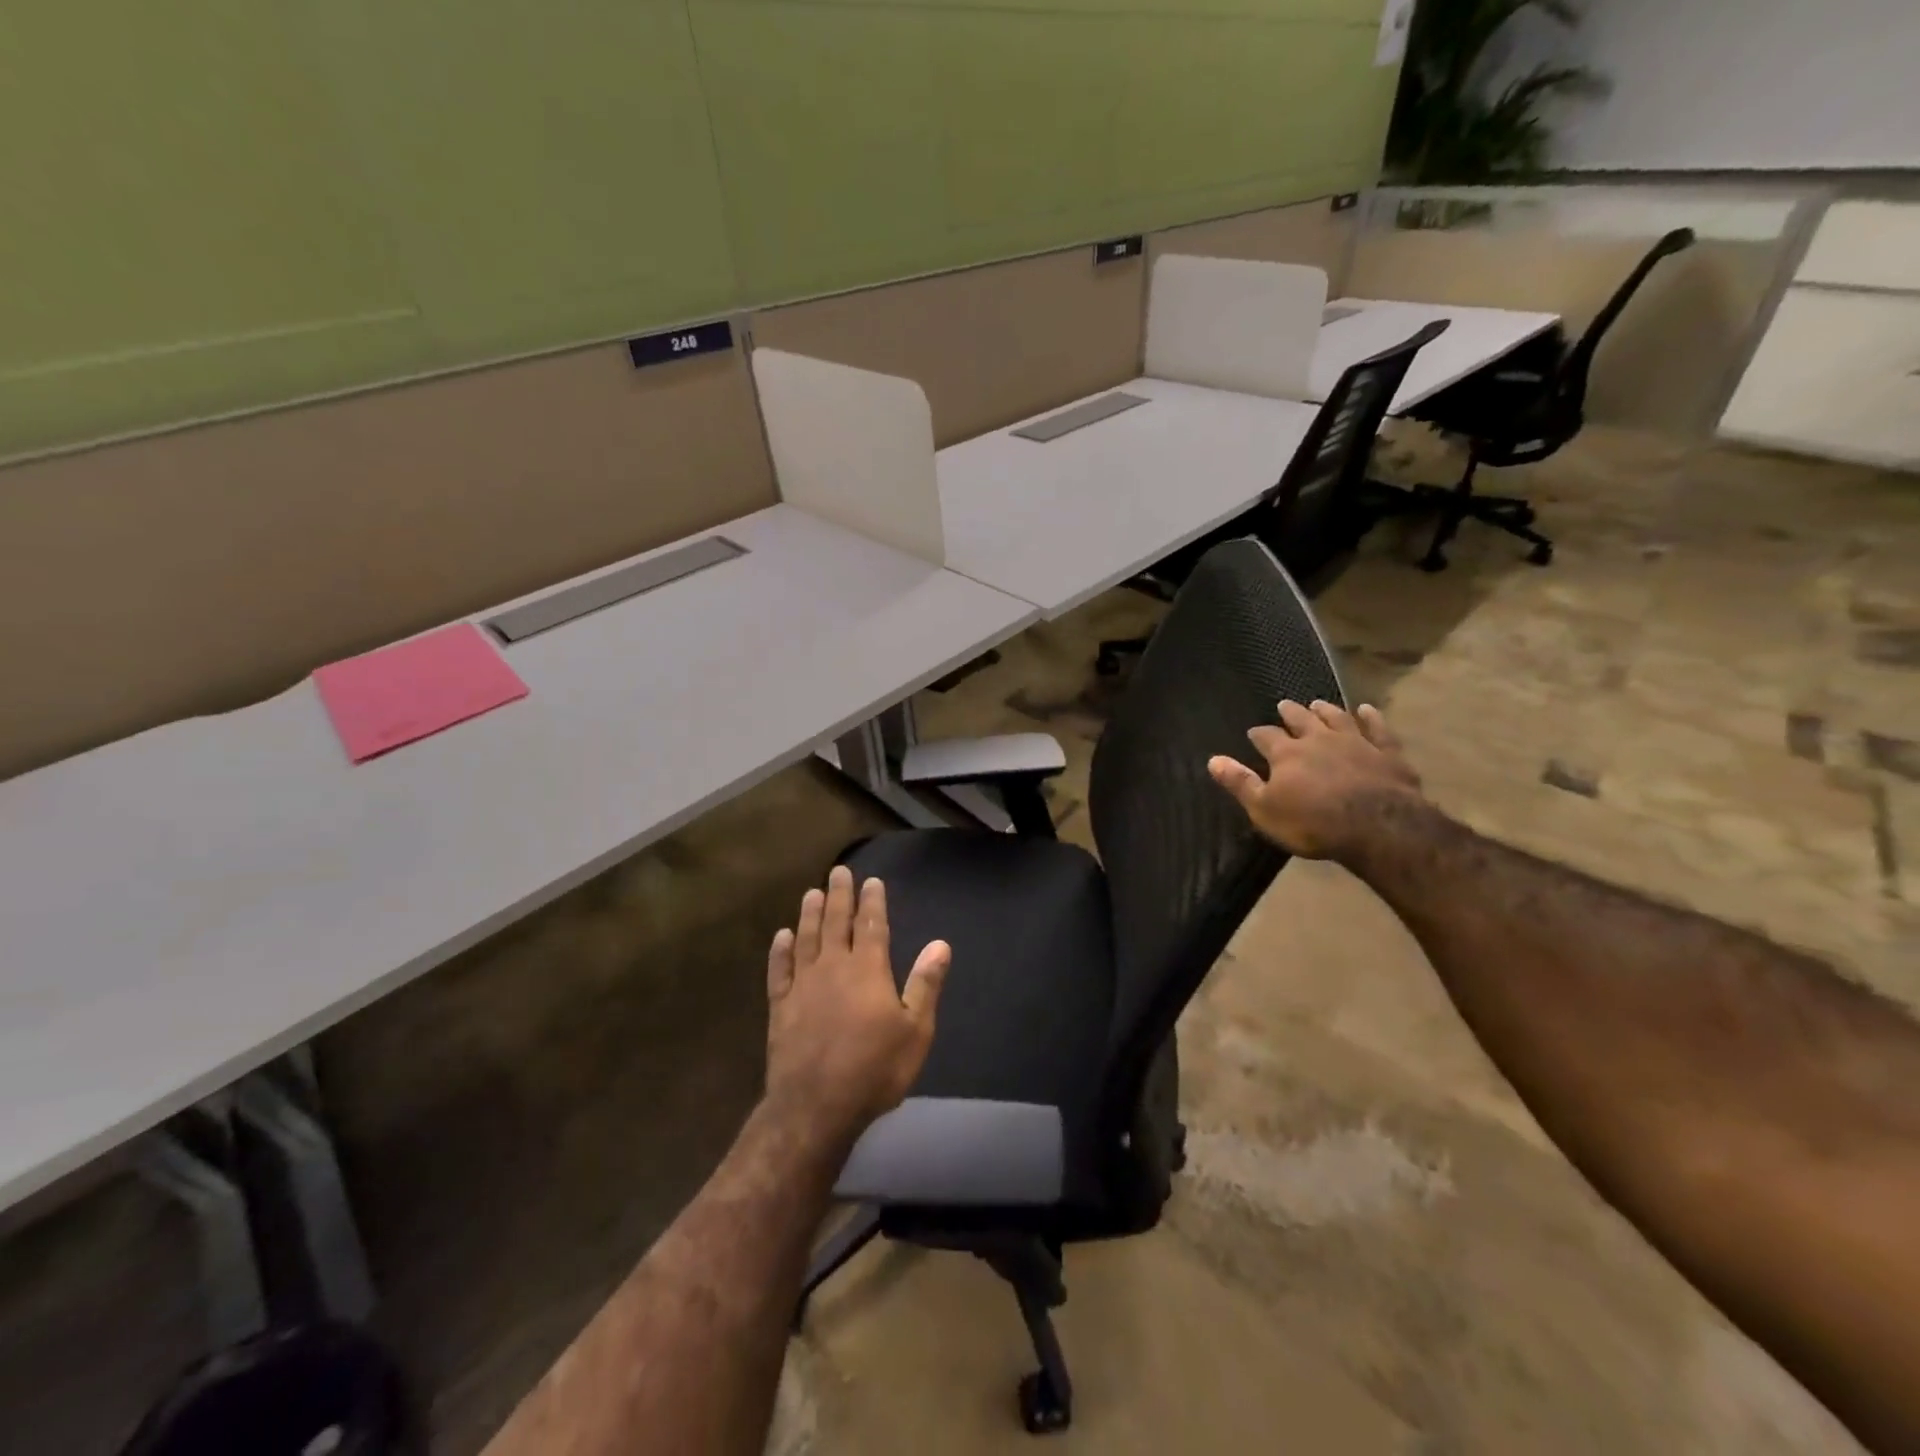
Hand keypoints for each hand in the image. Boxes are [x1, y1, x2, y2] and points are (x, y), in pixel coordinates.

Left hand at [764, 865, 950, 1141]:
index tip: (871, 880)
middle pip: (835, 922)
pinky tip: (781, 936)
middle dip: (838, 895)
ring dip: (809, 914)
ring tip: (811, 892)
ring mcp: (802, 985)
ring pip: (805, 938)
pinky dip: (780, 950)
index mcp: (867, 969)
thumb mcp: (915, 1031)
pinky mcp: (780, 1006)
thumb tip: (941, 944)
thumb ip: (925, 984)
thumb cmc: (874, 1069)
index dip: (872, 901)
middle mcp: (833, 966)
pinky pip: (778, 969)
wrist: (816, 1107)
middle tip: (838, 871)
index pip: (871, 925)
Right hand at [1208, 700, 1424, 861]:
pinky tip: (1367, 710)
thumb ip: (1240, 783)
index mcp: (1286, 754)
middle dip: (1290, 713)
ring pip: (1336, 718)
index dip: (1258, 734)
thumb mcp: (1265, 810)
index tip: (1253, 733)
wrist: (1378, 827)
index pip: (1266, 737)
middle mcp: (1318, 739)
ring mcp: (1355, 742)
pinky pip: (1378, 729)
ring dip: (1325, 710)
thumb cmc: (1313, 823)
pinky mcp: (1386, 752)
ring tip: (1317, 703)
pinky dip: (1372, 718)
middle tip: (1284, 705)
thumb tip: (1213, 759)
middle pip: (1301, 719)